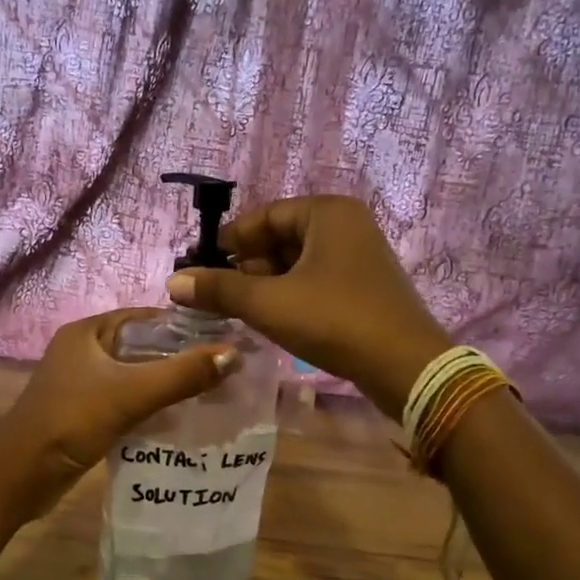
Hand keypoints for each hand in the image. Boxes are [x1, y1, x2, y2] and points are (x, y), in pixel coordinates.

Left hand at [0, 309, 238, 517]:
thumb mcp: (130, 394)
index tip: (225, 340)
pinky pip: (127, 401)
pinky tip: (180, 420)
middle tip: (225, 372)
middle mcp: (84, 351)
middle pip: (143, 347)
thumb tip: (234, 355)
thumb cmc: (71, 422)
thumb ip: (182, 375)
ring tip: (212, 395)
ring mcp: (82, 383)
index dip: (185, 326)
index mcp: (89, 332)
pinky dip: (151, 407)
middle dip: (181, 359)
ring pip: (136, 376)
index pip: (147, 317)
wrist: (19, 476)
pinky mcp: (84, 413)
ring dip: (168, 385)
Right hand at [165, 195, 449, 417]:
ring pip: (298, 262)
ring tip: (236, 309)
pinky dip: (290, 294)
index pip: (264, 215)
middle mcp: (347, 225)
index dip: (229, 239)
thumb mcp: (269, 304)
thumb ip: (220, 290)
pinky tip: (271, 318)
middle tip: (215, 292)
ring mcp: (360, 257)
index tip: (200, 266)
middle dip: (246, 265)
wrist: (405, 367)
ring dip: (266, 283)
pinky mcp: (365, 287)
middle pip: (281, 237)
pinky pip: (316, 280)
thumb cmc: (334, 321)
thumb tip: (174, 282)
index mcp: (327, 212)